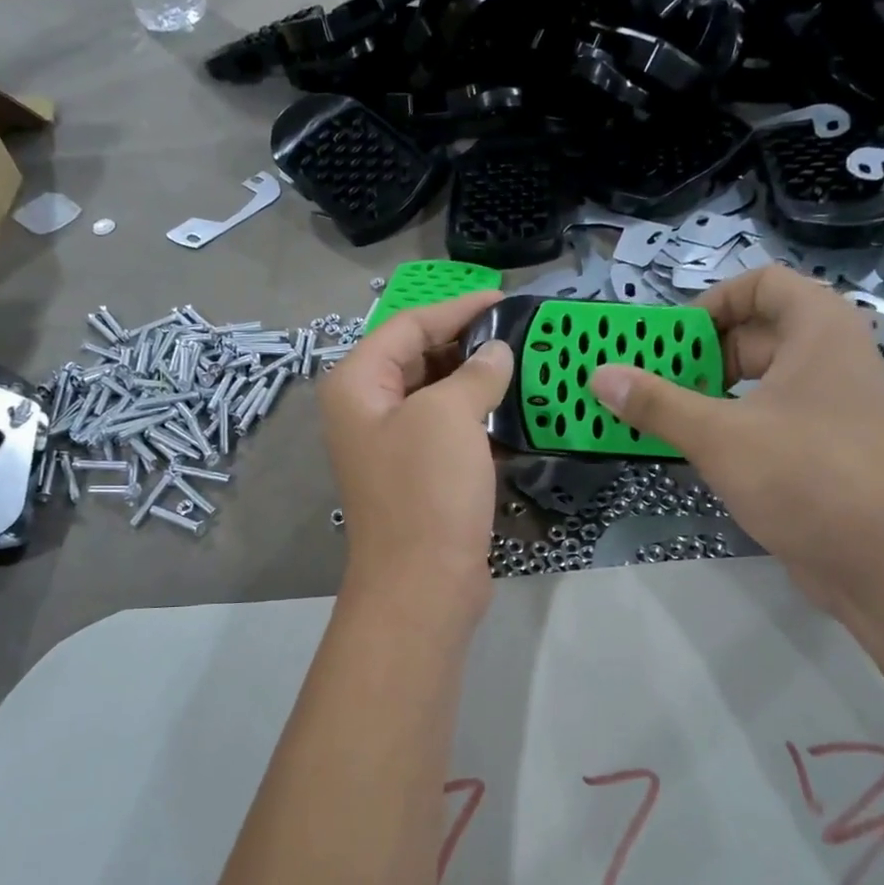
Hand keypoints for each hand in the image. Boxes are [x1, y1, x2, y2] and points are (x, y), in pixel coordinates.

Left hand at [320, 291, 513, 620]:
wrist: (423, 585)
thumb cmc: (426, 490)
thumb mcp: (449, 416)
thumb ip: (475, 372)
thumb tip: (497, 351)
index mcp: (358, 384)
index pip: (408, 325)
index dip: (457, 308)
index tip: (506, 299)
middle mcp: (367, 410)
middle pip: (420, 357)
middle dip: (469, 343)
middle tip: (521, 333)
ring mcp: (392, 446)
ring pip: (437, 396)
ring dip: (478, 381)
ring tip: (526, 366)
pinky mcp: (419, 476)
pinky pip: (448, 431)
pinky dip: (478, 418)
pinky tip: (515, 412)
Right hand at [590, 265, 883, 611]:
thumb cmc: (806, 478)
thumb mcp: (719, 436)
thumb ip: (656, 404)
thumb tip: (599, 376)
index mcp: (819, 330)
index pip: (762, 283)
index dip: (712, 303)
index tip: (672, 342)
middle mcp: (832, 356)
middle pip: (756, 332)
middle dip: (701, 355)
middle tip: (653, 384)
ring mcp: (832, 404)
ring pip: (761, 379)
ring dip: (711, 392)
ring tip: (664, 417)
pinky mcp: (826, 446)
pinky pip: (771, 416)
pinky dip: (733, 423)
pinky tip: (699, 451)